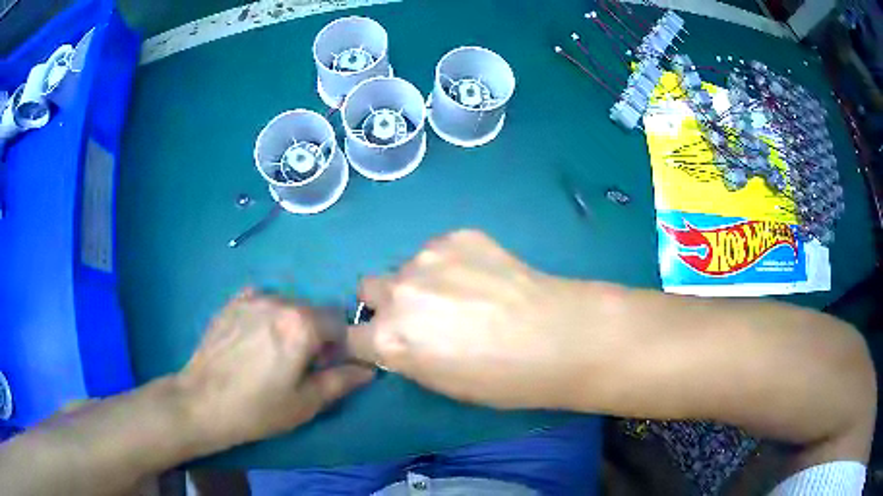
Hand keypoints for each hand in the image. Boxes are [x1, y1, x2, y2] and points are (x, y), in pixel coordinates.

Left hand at [178, 289, 374, 448]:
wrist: (202, 401)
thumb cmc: (258, 409)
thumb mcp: (305, 403)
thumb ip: (341, 381)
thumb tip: (369, 369)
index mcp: (302, 325)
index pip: (339, 322)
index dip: (339, 346)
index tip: (326, 367)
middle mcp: (280, 302)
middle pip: (313, 311)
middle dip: (315, 334)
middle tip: (299, 364)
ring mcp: (252, 298)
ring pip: (287, 305)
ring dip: (290, 324)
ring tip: (271, 353)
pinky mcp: (232, 302)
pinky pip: (262, 301)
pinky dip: (267, 315)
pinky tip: (253, 338)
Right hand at [347, 230, 615, 409]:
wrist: (560, 336)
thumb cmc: (503, 379)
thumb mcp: (442, 384)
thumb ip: (407, 356)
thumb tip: (399, 340)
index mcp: (390, 338)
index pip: (350, 336)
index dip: (366, 341)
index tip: (382, 342)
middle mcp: (398, 293)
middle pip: (367, 289)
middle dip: (385, 303)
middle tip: (421, 314)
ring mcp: (427, 257)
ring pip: (405, 267)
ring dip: (421, 280)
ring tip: (464, 293)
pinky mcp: (457, 235)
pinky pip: (438, 249)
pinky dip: (451, 262)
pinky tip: (485, 276)